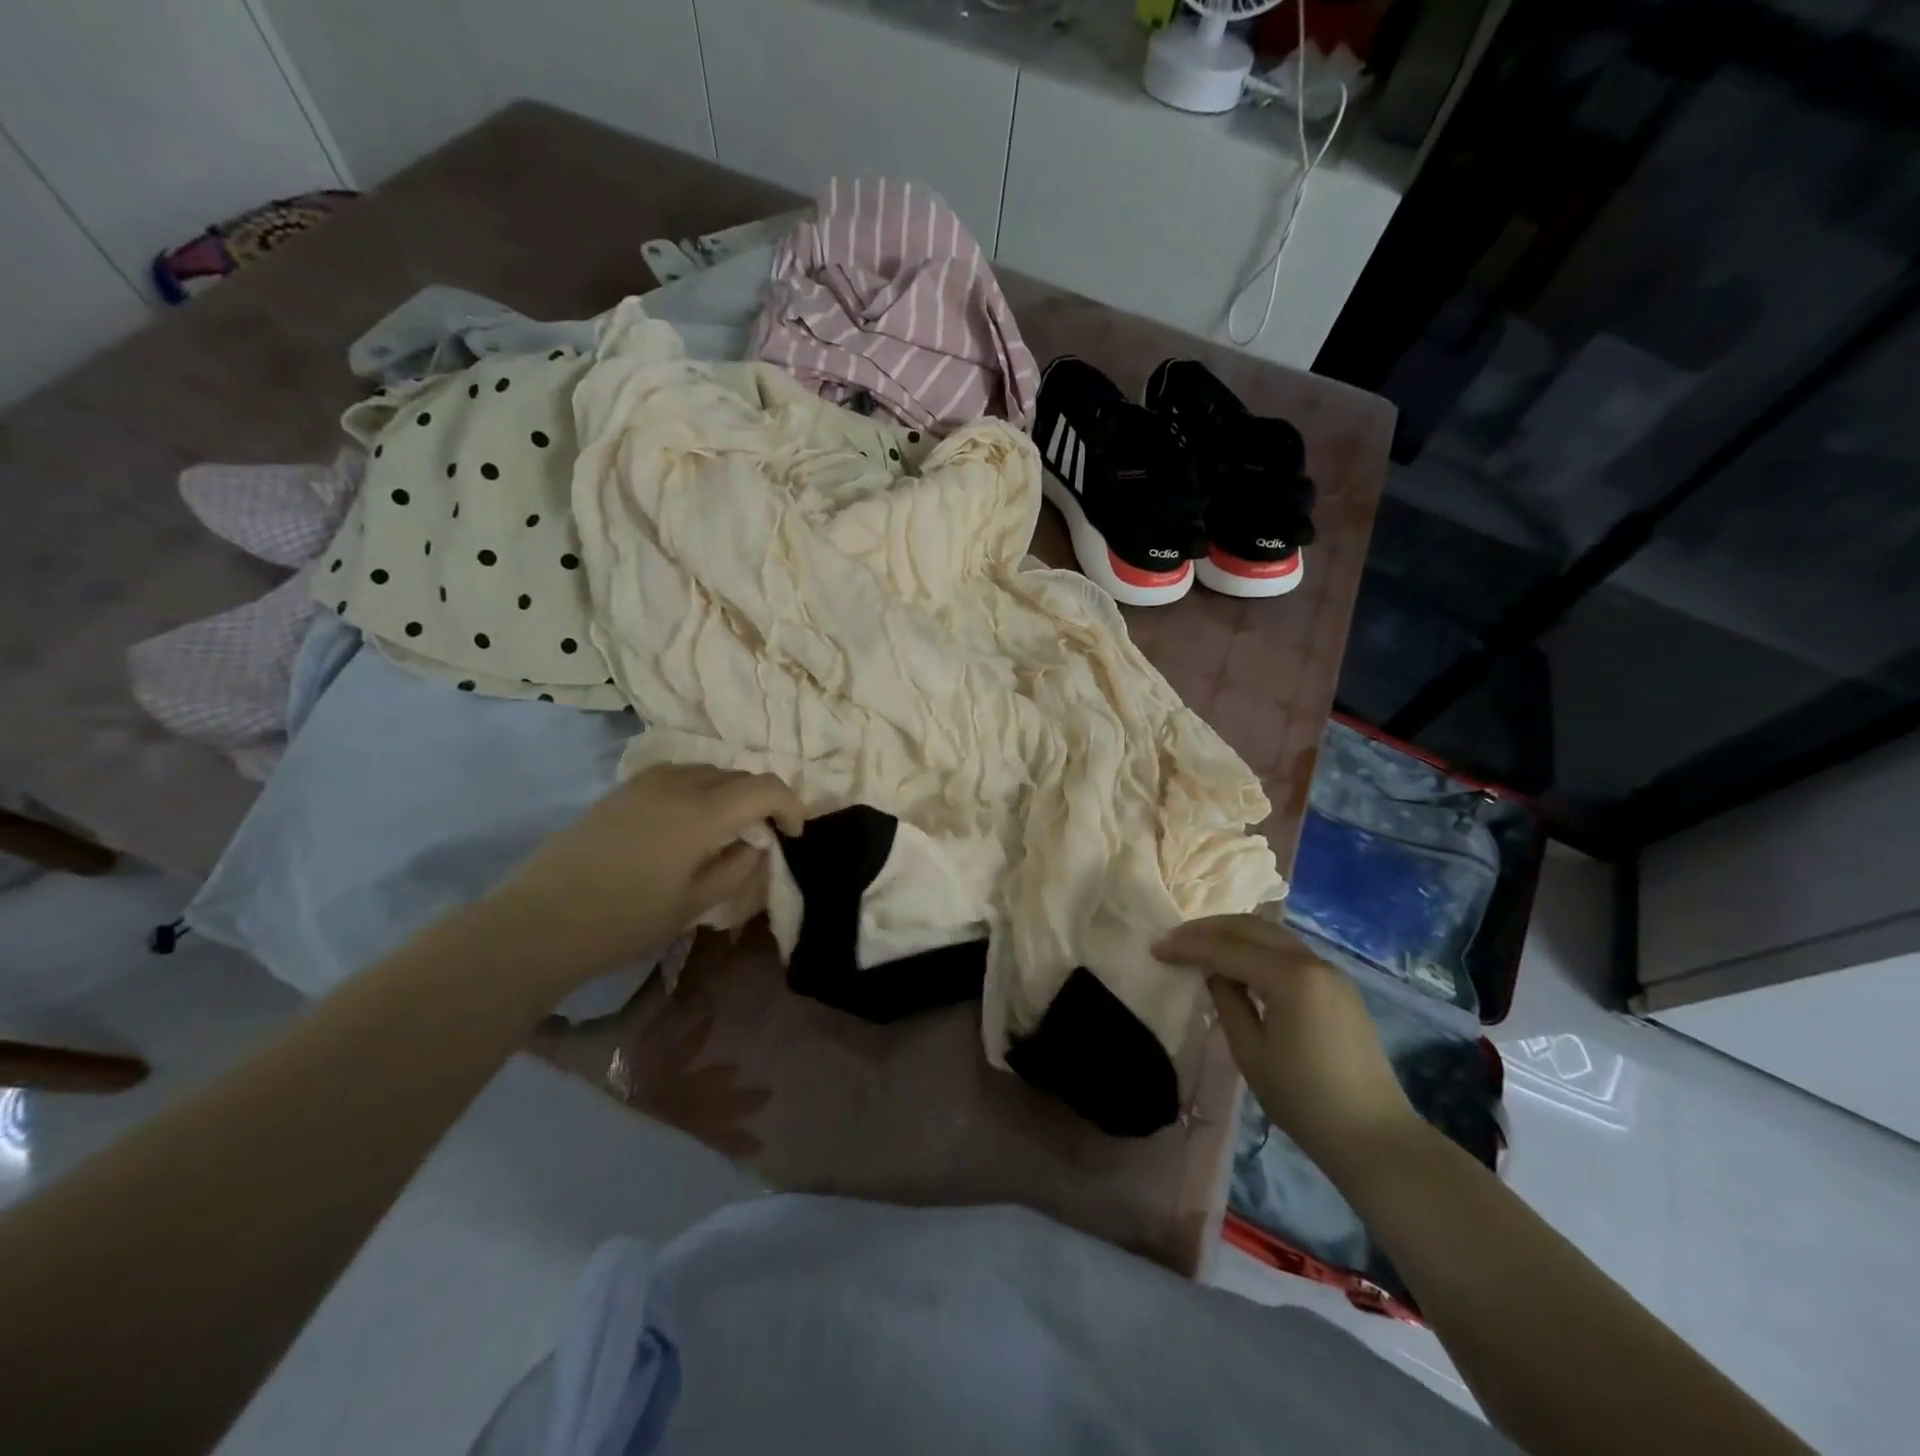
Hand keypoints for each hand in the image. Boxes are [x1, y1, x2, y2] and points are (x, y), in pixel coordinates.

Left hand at [486, 764, 803, 985]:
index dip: (791, 806)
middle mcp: (678, 784)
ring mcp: (645, 782)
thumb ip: (738, 868)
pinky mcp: (621, 790)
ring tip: (727, 827)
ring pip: (707, 771)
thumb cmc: (624, 921)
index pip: (765, 788)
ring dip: (729, 792)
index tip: (793, 835)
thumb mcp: (694, 905)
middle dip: (761, 800)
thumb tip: (757, 844)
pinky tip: (687, 821)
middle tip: (763, 835)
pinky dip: (698, 789)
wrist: (538, 922)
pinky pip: (676, 775)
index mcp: (702, 812)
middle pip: (738, 775)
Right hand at [1154, 914, 1417, 1164]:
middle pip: (1250, 927)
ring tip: (1200, 946)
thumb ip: (1227, 1002)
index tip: (1156, 948)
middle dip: (1208, 929)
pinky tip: (1239, 963)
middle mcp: (1311, 961)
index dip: (1187, 947)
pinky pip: (1288, 951)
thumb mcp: (1250, 1053)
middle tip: (1174, 939)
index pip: (1226, 949)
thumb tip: (1215, 974)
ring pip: (1271, 934)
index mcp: (1290, 977)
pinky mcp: (1338, 986)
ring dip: (1232, 934)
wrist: (1374, 1136)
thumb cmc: (1304, 1100)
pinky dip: (1257, 947)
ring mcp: (1329, 971)